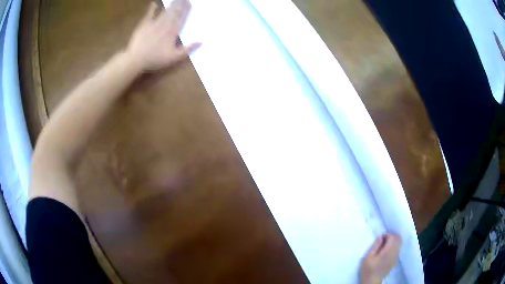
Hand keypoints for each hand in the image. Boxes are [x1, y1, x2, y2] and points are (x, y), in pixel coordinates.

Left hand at [126, 0, 200, 71]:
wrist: (136, 59)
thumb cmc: (155, 59)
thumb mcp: (173, 58)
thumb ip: (187, 50)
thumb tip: (201, 42)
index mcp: (173, 32)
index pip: (181, 19)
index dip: (186, 10)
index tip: (190, 3)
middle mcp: (165, 25)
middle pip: (174, 13)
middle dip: (180, 5)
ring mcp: (154, 23)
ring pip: (165, 12)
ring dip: (171, 5)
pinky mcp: (144, 25)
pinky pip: (149, 14)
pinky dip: (152, 8)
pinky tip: (154, 3)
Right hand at [360, 234, 401, 283]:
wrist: (372, 282)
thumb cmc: (368, 270)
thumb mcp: (367, 258)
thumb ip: (375, 246)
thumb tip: (380, 237)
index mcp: (387, 252)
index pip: (393, 238)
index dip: (387, 235)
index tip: (380, 238)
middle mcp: (394, 253)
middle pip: (398, 239)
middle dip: (391, 237)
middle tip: (382, 241)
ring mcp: (396, 257)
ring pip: (399, 243)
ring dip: (393, 241)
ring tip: (384, 246)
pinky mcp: (395, 260)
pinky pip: (398, 248)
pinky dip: (394, 246)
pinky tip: (386, 251)